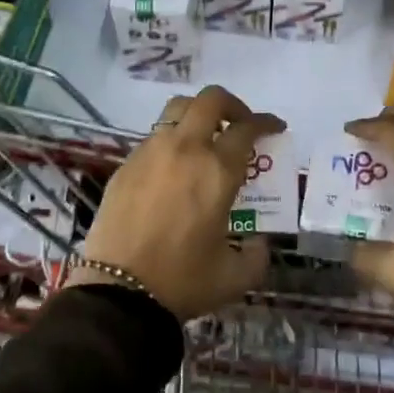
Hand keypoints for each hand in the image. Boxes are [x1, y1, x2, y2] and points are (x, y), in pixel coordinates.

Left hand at [71, 86, 284, 319]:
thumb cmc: (182, 281)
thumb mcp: (234, 276)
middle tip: (239, 125)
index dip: (266, 123)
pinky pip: (154, 137)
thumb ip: (256, 255)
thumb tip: (259, 243)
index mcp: (217, 170)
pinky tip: (174, 170)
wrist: (118, 292)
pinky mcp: (125, 166)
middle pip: (210, 100)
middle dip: (232, 105)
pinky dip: (172, 141)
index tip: (274, 127)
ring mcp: (150, 153)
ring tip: (205, 140)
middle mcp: (185, 150)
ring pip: (176, 110)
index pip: (247, 129)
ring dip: (197, 116)